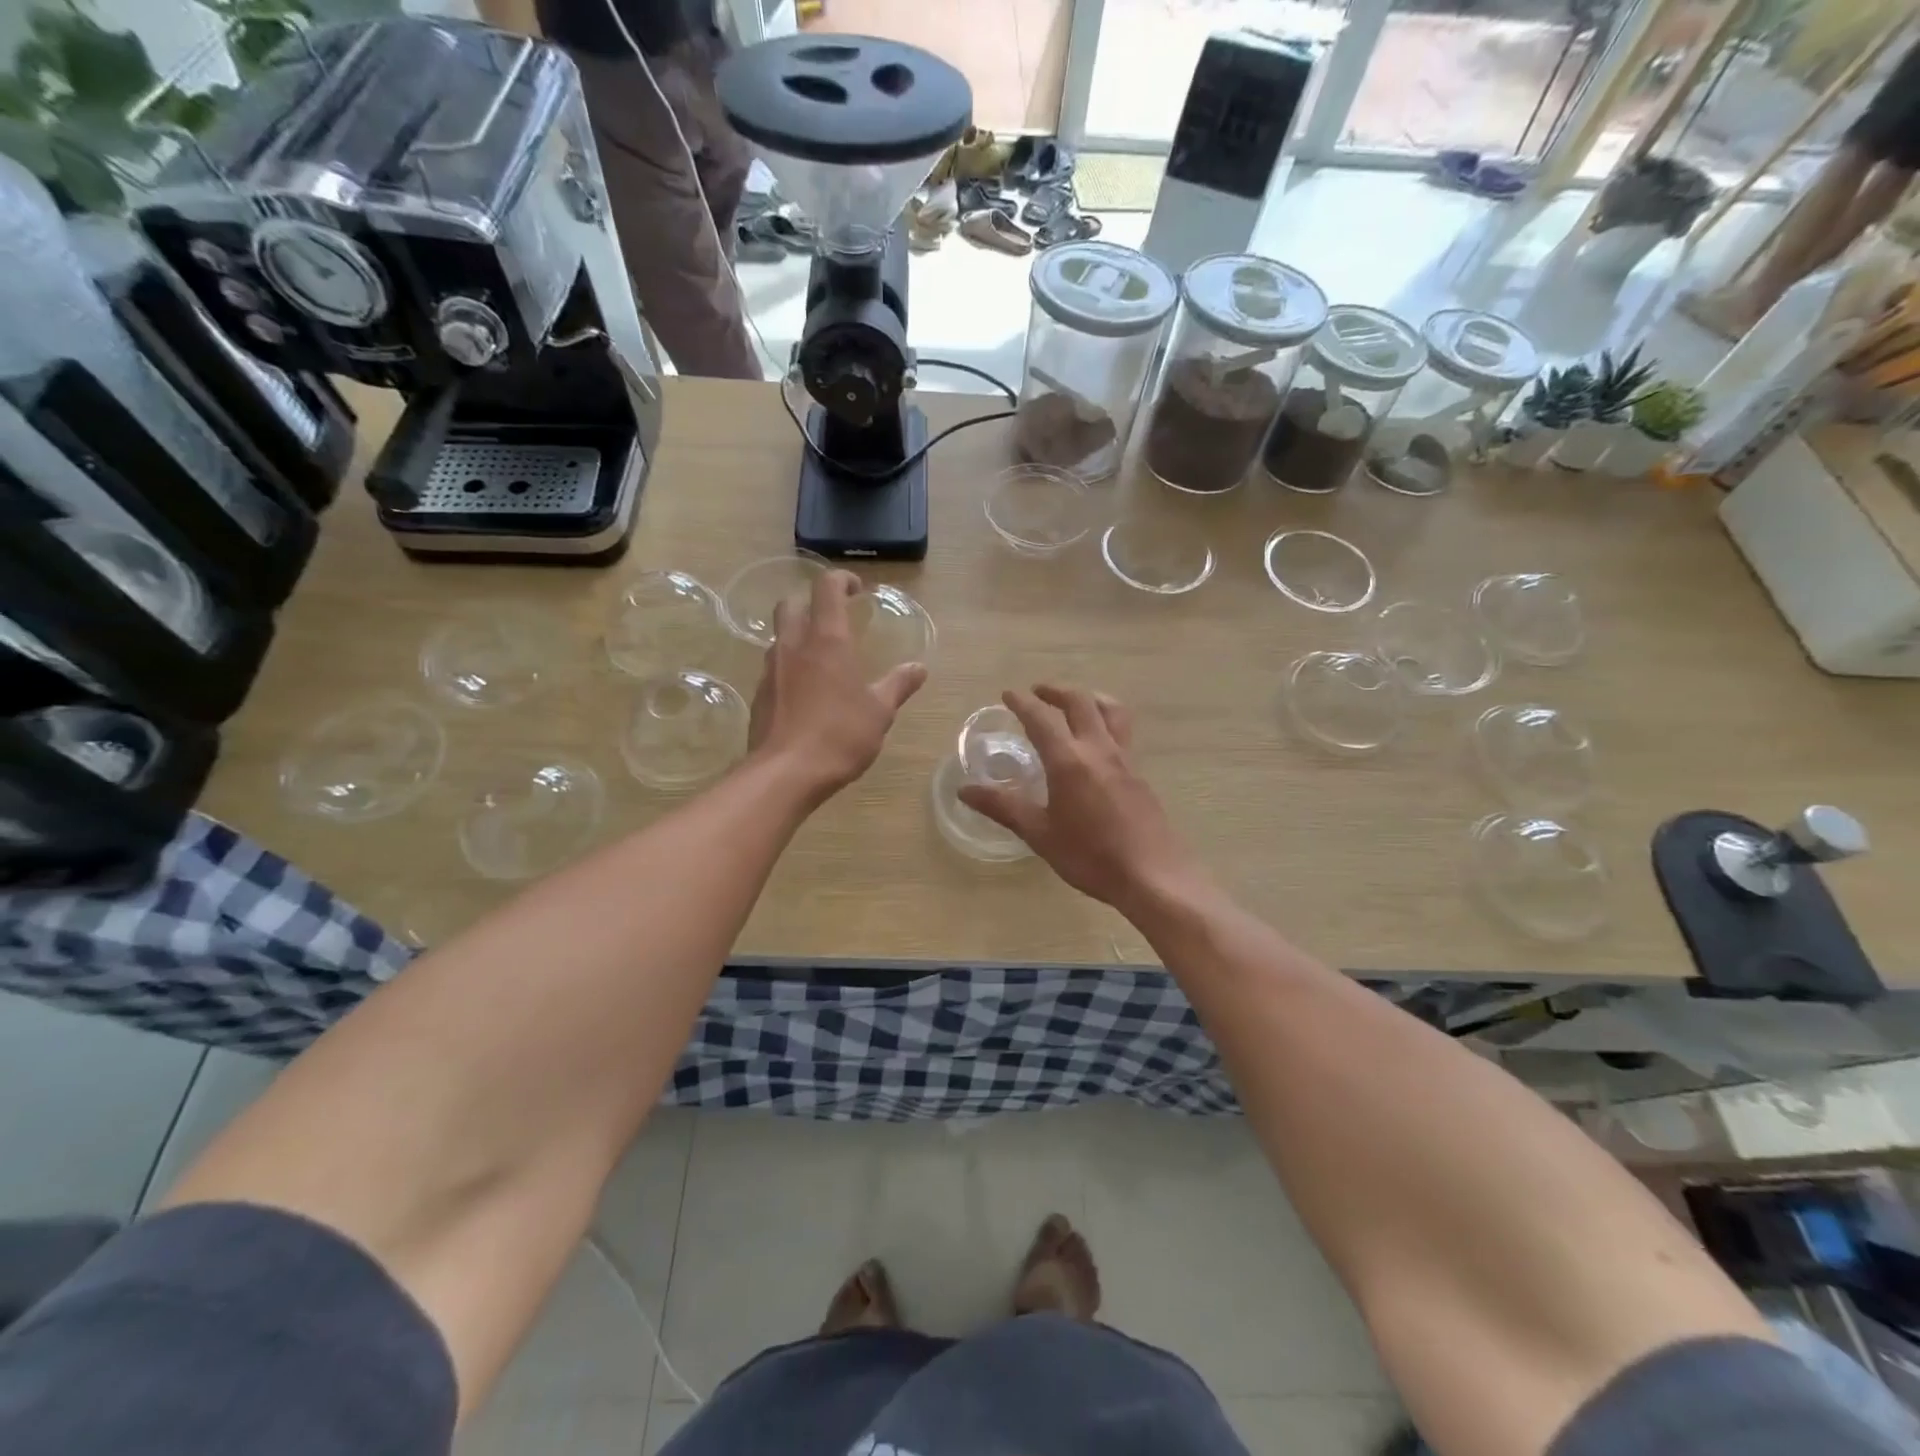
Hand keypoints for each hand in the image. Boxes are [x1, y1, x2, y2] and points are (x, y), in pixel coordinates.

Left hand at [748, 570, 926, 805]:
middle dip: (811, 603)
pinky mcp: (759, 694)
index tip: (856, 589)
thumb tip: (918, 668)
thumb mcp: (879, 712)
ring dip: (798, 636)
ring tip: (822, 660)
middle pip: (791, 604)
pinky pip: (774, 668)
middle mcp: (794, 645)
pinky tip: (805, 693)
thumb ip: (898, 685)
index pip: (827, 588)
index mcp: (827, 640)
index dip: (841, 580)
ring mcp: (771, 669)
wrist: (785, 773)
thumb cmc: (839, 736)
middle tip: (833, 619)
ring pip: (780, 636)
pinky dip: (790, 668)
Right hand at [958, 686, 1204, 911]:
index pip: (1041, 719)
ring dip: (1088, 698)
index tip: (1008, 694)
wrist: (1152, 875)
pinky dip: (1105, 720)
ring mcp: (1124, 759)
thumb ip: (1003, 807)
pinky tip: (1097, 742)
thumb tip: (965, 790)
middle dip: (1056, 691)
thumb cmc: (1090, 856)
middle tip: (1038, 692)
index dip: (1022, 703)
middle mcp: (1098, 749)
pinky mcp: (1139, 773)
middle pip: (1080, 702)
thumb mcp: (1040, 834)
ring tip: (1074, 702)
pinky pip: (1122, 731)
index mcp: (1069, 761)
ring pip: (1110, 710)